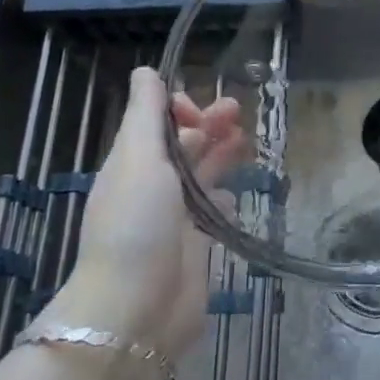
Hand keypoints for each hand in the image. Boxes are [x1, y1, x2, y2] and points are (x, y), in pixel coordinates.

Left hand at [46, 68, 243, 360]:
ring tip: (246, 140)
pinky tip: (236, 193)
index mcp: (133, 162)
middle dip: (208, 124)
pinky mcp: (196, 245)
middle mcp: (153, 185)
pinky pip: (214, 211)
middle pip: (183, 144)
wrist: (136, 309)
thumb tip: (145, 70)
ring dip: (221, 154)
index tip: (200, 111)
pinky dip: (226, 197)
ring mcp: (175, 217)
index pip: (156, 122)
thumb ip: (145, 114)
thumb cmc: (136, 223)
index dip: (179, 108)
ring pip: (202, 174)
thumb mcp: (138, 157)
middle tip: (239, 112)